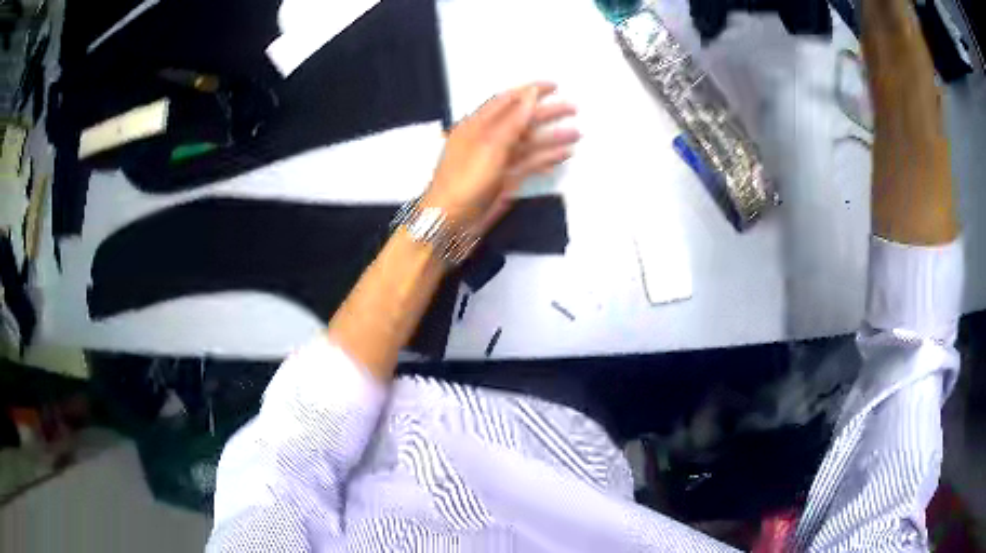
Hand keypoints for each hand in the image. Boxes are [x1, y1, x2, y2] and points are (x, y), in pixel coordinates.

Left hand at [422, 82, 578, 235]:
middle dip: (547, 113)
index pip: (507, 100)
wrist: (449, 225)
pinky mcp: (504, 181)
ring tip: (577, 133)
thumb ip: (513, 120)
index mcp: (477, 125)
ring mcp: (497, 161)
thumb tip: (530, 94)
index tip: (555, 85)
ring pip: (528, 143)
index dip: (530, 91)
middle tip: (574, 108)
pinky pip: (528, 164)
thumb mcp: (490, 146)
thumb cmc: (465, 181)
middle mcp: (487, 139)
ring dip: (551, 137)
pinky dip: (546, 158)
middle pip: (521, 120)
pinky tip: (564, 155)